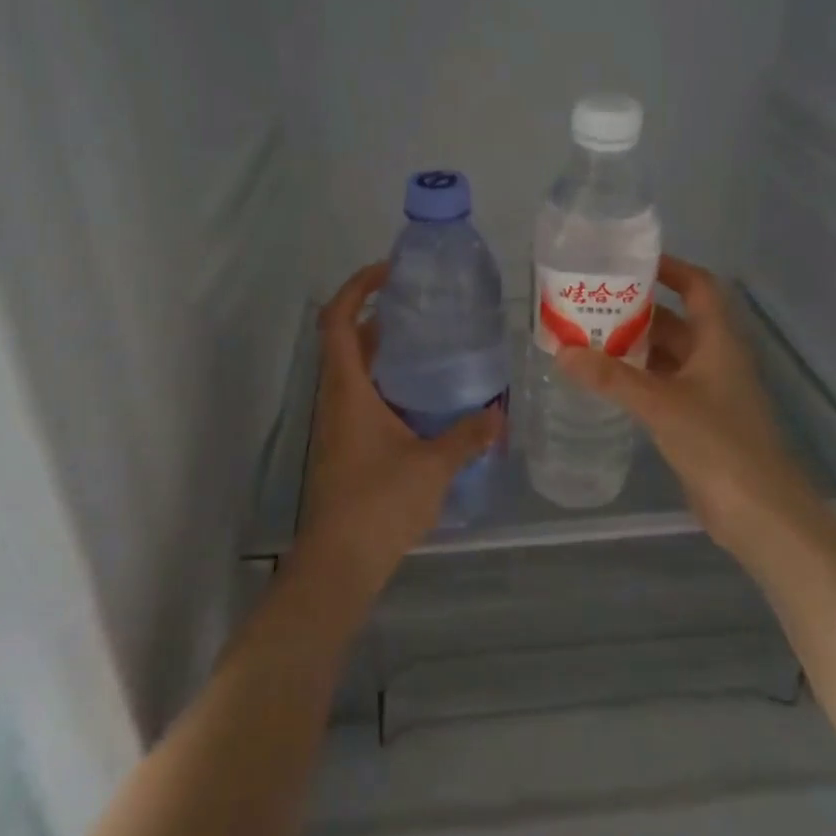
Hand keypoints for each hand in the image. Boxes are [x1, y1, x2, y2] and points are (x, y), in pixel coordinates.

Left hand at [296, 262, 503, 605]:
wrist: (339, 564)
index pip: (338, 320)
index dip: (358, 287)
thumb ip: (467, 435)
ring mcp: (338, 425)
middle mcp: (336, 399)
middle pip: (348, 341)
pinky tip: (426, 400)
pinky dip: (389, 385)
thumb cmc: (379, 503)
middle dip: (380, 317)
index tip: (391, 272)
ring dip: (386, 352)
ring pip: (357, 372)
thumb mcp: (433, 465)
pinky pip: (365, 399)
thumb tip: (498, 414)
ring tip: (432, 346)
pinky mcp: (346, 448)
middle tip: (425, 308)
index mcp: (348, 389)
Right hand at [556, 255, 818, 557]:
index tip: (631, 263)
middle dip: (638, 312)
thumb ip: (612, 378)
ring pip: (667, 357)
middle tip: (592, 305)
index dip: (671, 269)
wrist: (758, 511)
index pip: (699, 287)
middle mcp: (715, 359)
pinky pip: (663, 387)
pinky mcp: (698, 422)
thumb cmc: (718, 443)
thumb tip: (563, 352)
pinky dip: (638, 380)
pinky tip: (606, 383)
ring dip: (634, 348)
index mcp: (718, 342)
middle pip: (676, 322)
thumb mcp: (661, 404)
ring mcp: (708, 392)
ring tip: (588, 339)